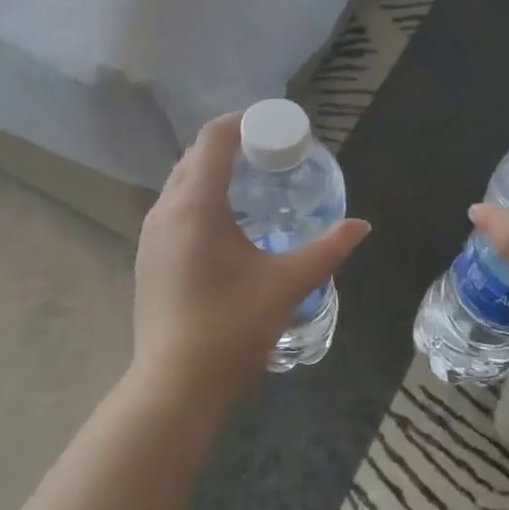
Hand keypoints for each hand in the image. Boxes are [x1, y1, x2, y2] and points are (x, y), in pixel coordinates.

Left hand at [133, 113, 370, 412]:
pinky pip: (173, 209)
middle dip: (231, 146)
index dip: (243, 122)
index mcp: (196, 206)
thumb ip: (327, 250)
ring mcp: (150, 236)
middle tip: (270, 157)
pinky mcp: (147, 258)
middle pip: (195, 157)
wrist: (175, 388)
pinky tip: (226, 227)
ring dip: (212, 174)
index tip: (274, 126)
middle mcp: (165, 211)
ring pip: (180, 183)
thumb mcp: (287, 285)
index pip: (213, 139)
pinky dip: (199, 200)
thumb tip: (362, 226)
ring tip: (252, 187)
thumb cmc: (232, 329)